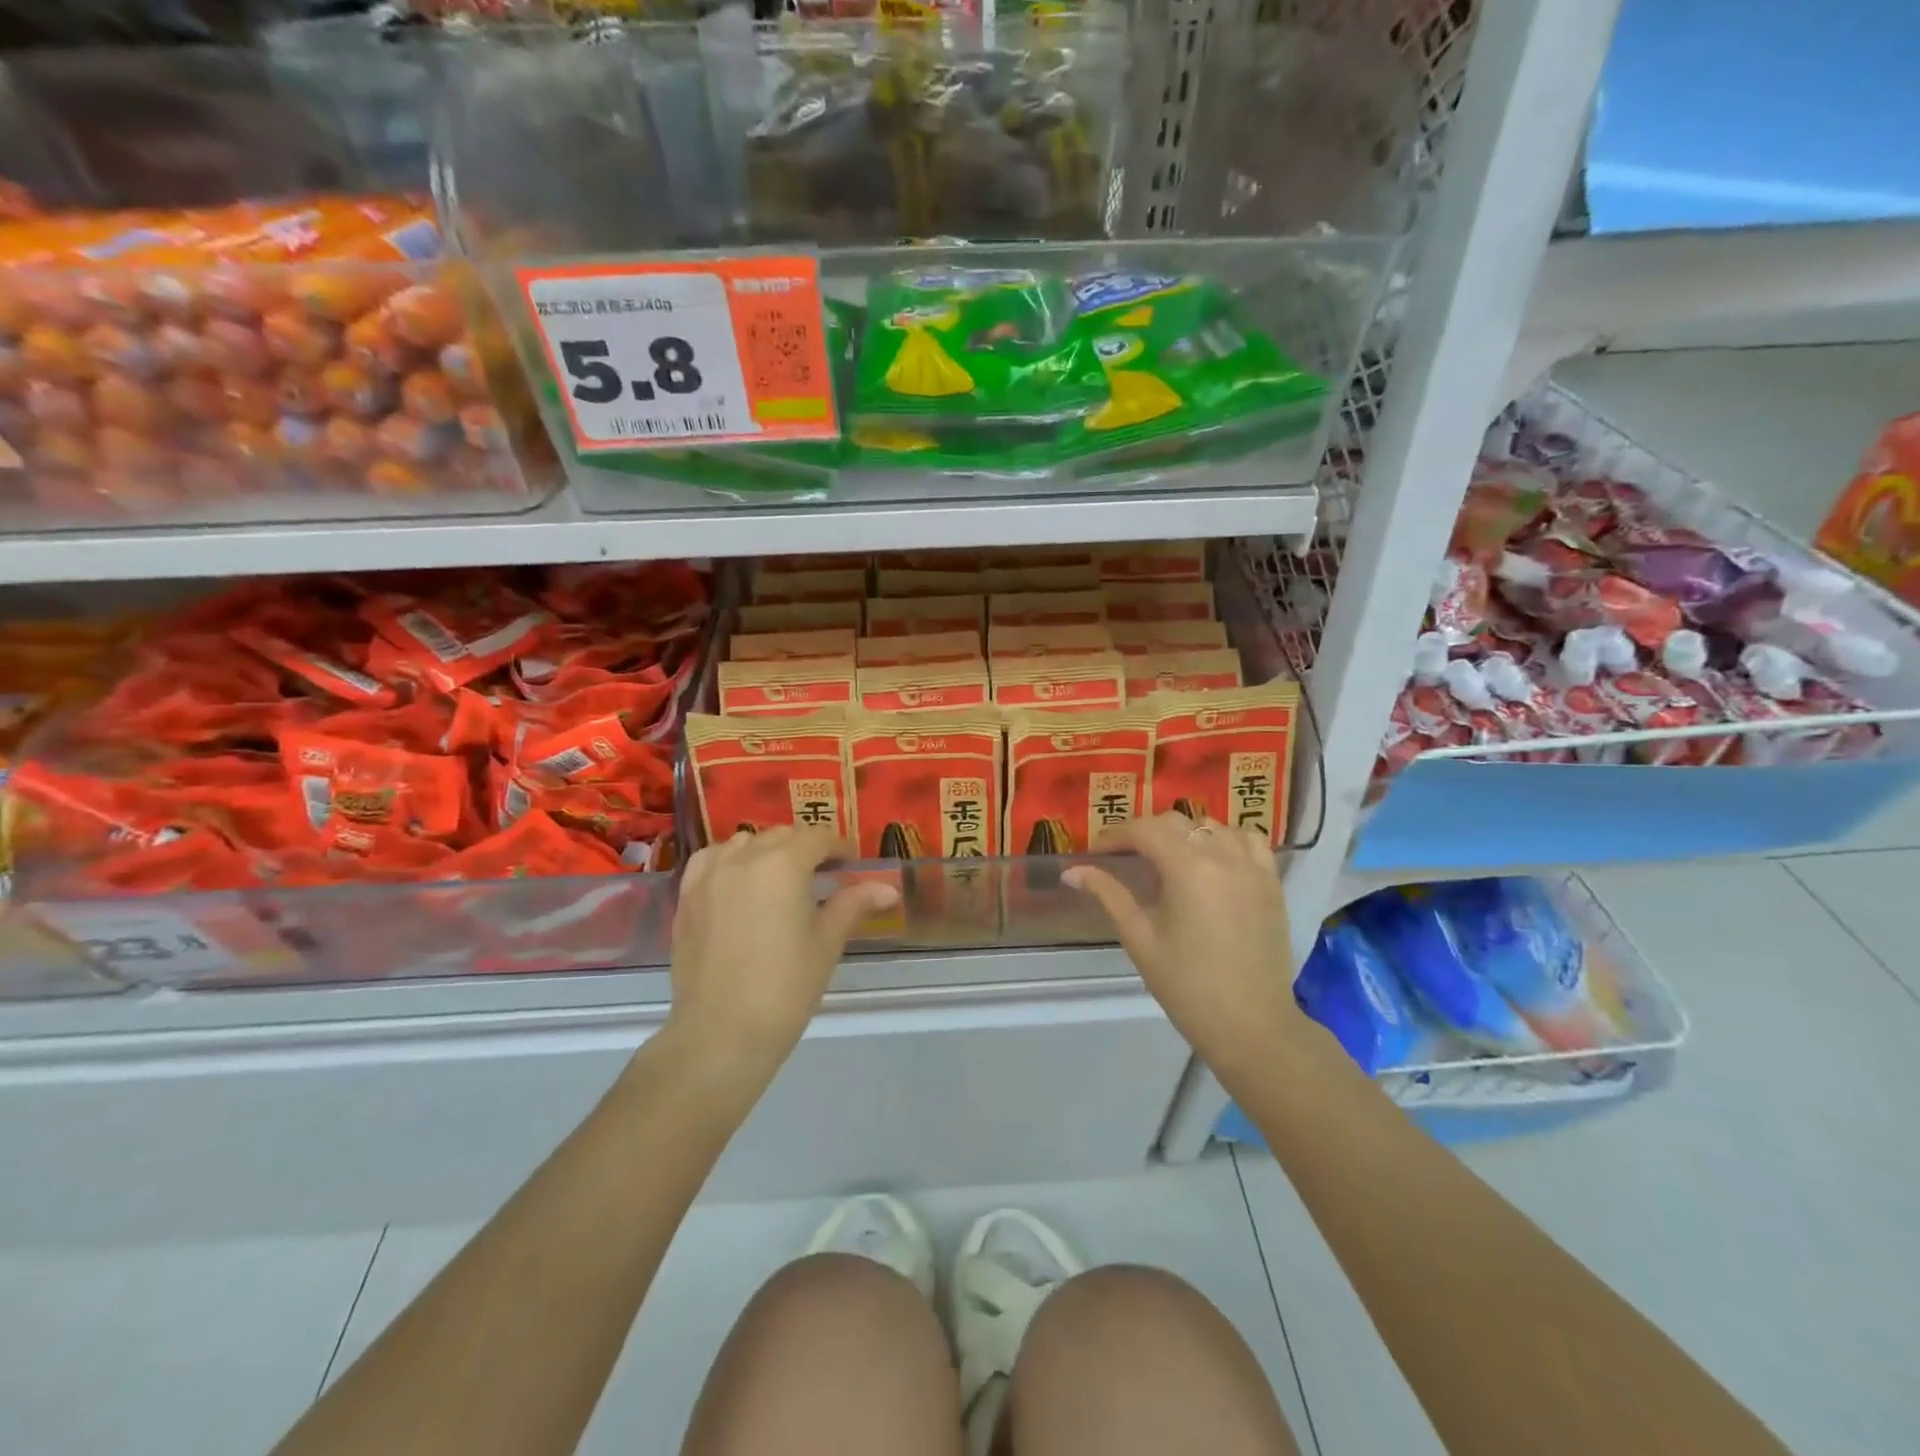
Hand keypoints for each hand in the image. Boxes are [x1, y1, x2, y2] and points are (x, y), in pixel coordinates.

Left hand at [666, 827, 898, 1074]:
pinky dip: (730, 860)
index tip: (851, 866)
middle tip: (823, 876)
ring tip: (780, 879)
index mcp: (783, 864)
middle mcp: (744, 857)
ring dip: (767, 850)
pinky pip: (710, 860)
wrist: (721, 1033)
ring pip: (745, 842)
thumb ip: (853, 904)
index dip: (839, 847)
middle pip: (782, 835)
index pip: (817, 837)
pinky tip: (738, 881)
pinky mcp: (686, 897)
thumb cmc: (785, 987)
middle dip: (806, 848)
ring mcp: (709, 875)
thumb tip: (888, 889)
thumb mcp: (827, 943)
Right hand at [1063, 813, 1306, 1072]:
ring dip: (1185, 833)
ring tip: (1168, 858)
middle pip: (1176, 822)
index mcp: (1188, 868)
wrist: (1250, 1025)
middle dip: (1145, 832)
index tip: (1097, 853)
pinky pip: (1249, 840)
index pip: (1144, 830)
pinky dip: (1226, 839)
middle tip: (1125, 857)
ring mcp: (1253, 867)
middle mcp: (1223, 856)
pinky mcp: (1271, 882)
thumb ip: (1108, 894)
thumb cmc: (1186, 985)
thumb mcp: (1139, 938)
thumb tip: (1072, 872)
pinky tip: (1213, 860)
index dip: (1115, 836)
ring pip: (1213, 825)